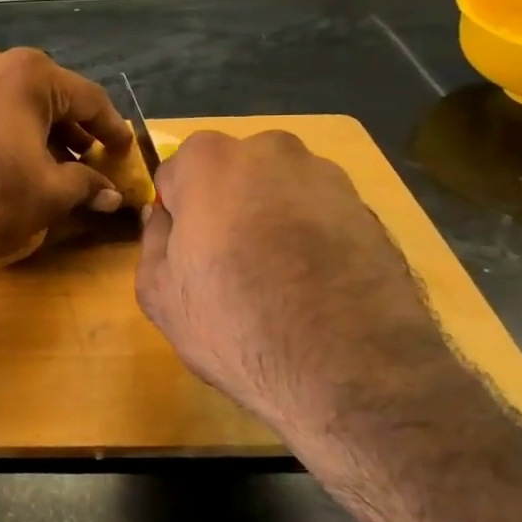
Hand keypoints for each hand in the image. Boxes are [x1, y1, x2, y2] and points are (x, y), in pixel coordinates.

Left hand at [0, 46, 136, 265]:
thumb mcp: (49, 193)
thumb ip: (86, 186)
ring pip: (12, 101)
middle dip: (71, 129)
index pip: (86, 98)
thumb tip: (112, 195)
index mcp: (28, 73)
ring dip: (37, 130)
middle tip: (90, 159)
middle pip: (46, 95)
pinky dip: (4, 129)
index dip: (111, 127)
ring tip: (54, 163)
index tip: (125, 149)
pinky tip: (11, 159)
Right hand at [135, 130, 456, 440]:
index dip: (177, 216)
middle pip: (230, 174)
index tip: (185, 253)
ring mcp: (327, 176)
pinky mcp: (370, 209)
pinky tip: (312, 285)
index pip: (175, 175)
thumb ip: (152, 240)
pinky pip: (318, 214)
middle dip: (224, 207)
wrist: (353, 371)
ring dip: (269, 219)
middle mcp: (271, 150)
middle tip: (227, 265)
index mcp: (209, 160)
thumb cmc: (235, 324)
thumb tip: (162, 215)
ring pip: (277, 191)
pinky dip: (310, 237)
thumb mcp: (160, 293)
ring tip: (276, 280)